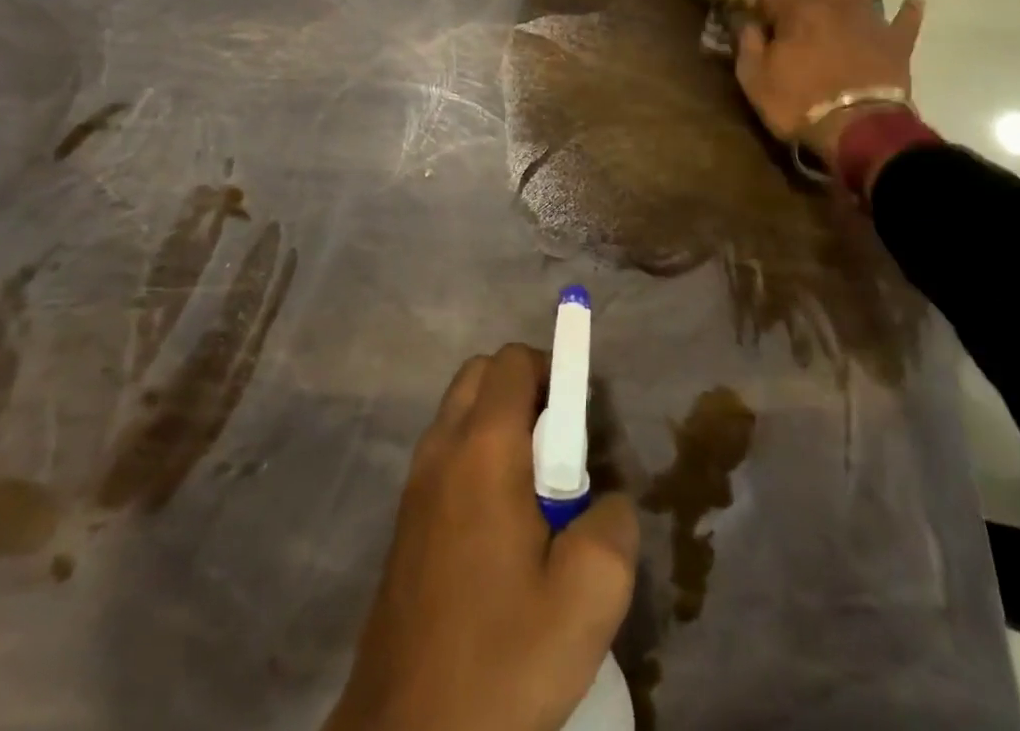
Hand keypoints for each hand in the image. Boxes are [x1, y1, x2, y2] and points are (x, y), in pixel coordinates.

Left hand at [326, 344, 638, 730]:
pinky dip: (478, 456)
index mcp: (483, 449)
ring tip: (537, 494)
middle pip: (482, 374)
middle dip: (527, 390)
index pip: (513, 361)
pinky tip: (503, 528)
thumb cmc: (501, 659)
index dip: (555, 370)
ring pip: (461, 412)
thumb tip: (605, 498)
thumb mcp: (587, 600)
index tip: (583, 418)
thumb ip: (613, 526)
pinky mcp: (406, 517)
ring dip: (502, 425)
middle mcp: (441, 447)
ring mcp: (416, 481)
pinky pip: (447, 452)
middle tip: (562, 450)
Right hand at [730, 0, 924, 164]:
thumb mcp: (755, 78)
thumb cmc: (798, 103)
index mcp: (794, 12)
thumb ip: (750, 44)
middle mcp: (831, 5)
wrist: (858, 128)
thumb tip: (747, 20)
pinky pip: (904, 20)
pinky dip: (909, 8)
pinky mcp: (894, 42)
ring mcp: (867, 20)